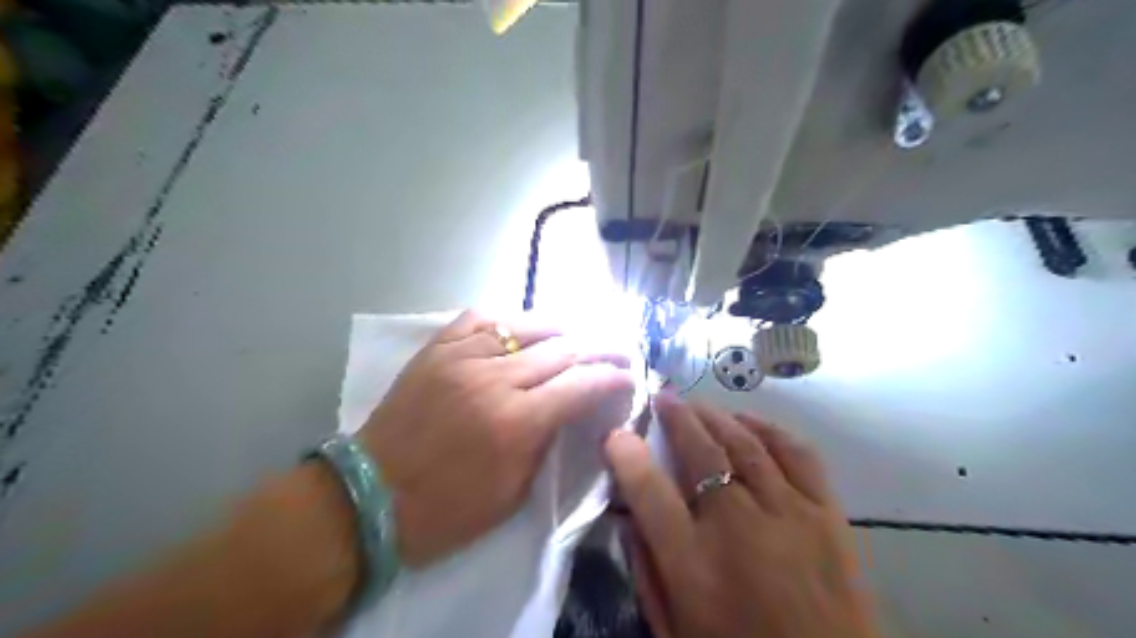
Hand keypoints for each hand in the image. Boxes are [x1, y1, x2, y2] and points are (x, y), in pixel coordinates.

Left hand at [359, 312, 635, 564]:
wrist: (371, 497)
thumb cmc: (446, 510)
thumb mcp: (513, 493)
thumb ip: (546, 443)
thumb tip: (569, 409)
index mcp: (516, 423)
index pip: (581, 385)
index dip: (613, 377)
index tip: (630, 376)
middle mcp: (494, 380)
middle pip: (563, 349)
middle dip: (600, 348)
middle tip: (618, 350)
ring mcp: (461, 358)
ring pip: (525, 326)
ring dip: (561, 329)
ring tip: (578, 335)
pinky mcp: (436, 350)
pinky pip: (479, 319)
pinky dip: (507, 321)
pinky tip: (520, 329)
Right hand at [612, 393, 875, 637]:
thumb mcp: (674, 629)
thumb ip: (648, 572)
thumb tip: (632, 517)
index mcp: (693, 563)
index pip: (648, 491)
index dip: (627, 454)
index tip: (615, 433)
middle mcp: (737, 527)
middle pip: (700, 452)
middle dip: (676, 418)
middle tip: (662, 397)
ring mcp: (788, 514)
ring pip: (745, 445)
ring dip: (717, 417)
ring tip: (698, 405)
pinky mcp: (828, 514)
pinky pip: (798, 455)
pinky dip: (770, 431)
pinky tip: (751, 423)